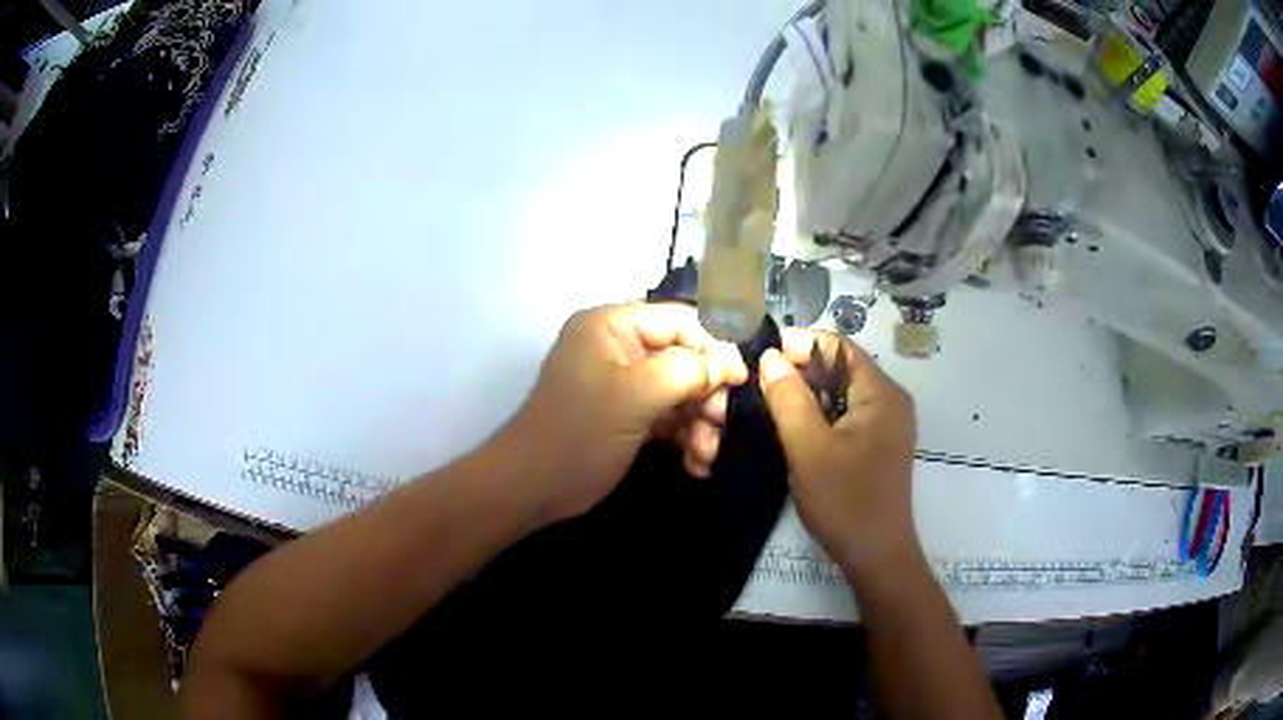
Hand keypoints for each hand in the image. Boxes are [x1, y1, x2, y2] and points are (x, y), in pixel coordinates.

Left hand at [500, 303, 746, 523]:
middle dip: (707, 393)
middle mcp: (619, 348)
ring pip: (680, 391)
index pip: (679, 320)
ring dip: (700, 422)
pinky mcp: (627, 415)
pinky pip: (668, 416)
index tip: (741, 381)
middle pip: (684, 357)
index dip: (715, 346)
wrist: (533, 489)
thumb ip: (686, 371)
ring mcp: (623, 384)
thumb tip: (728, 364)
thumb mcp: (634, 396)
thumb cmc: (579, 434)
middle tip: (721, 423)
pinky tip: (697, 464)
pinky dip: (685, 437)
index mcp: (612, 326)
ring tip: (706, 454)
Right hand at [758, 328, 918, 572]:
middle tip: (758, 381)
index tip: (759, 355)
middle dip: (800, 370)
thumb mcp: (809, 449)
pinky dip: (820, 415)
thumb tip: (770, 356)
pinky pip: (847, 416)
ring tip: (769, 402)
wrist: (876, 556)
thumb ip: (789, 399)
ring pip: (842, 394)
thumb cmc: (846, 501)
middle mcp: (890, 401)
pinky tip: (794, 429)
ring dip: (808, 395)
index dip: (799, 344)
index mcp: (882, 393)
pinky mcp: (879, 445)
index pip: (838, 347)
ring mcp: (887, 425)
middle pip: (841, 369)